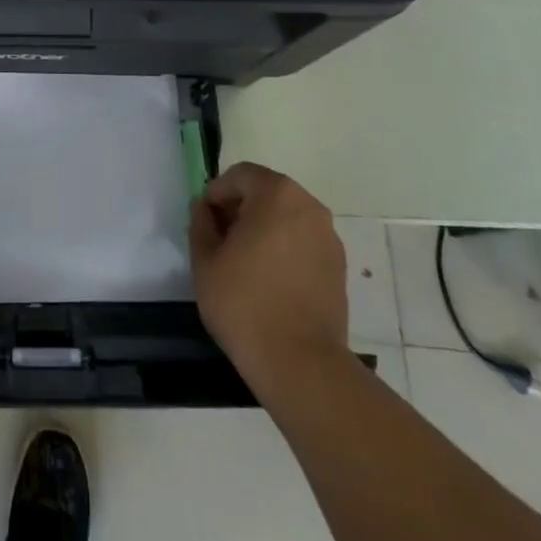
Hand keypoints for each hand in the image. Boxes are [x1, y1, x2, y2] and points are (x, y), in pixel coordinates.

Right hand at [189, 162, 349, 387]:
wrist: (301, 364)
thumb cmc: (245, 303)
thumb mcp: (205, 259)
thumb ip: (201, 223)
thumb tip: (205, 209)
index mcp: (277, 195)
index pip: (240, 175)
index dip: (217, 194)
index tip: (205, 222)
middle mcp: (309, 207)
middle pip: (266, 193)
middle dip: (241, 210)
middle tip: (221, 241)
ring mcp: (329, 239)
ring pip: (286, 219)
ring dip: (263, 229)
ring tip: (245, 264)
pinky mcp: (339, 268)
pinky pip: (303, 243)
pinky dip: (284, 250)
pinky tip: (269, 282)